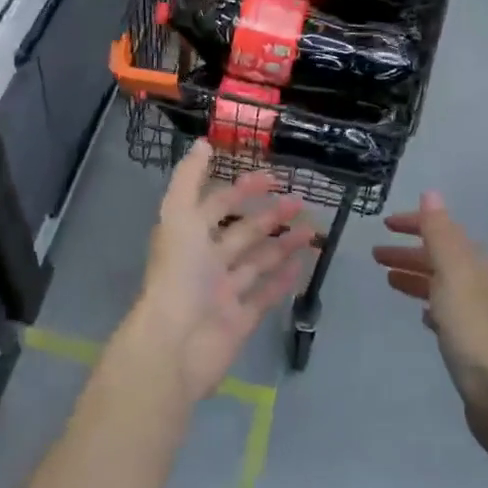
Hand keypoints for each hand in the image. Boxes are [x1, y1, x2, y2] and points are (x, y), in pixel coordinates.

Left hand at [129, 142, 316, 403]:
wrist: (175, 345)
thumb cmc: (178, 274)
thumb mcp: (178, 215)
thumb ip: (189, 178)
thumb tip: (202, 142)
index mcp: (190, 236)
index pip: (218, 204)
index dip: (243, 189)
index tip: (273, 176)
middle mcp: (206, 262)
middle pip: (243, 233)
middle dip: (270, 216)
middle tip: (300, 201)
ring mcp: (224, 293)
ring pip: (258, 262)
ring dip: (283, 244)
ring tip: (312, 230)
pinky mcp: (240, 320)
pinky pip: (265, 295)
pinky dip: (283, 280)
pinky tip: (303, 264)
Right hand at [373, 191, 487, 456]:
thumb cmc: (471, 328)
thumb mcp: (451, 272)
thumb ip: (440, 233)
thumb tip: (431, 193)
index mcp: (473, 263)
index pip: (441, 231)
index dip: (414, 224)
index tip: (385, 224)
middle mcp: (476, 282)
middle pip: (438, 257)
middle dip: (408, 251)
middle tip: (375, 254)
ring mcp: (474, 312)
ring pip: (439, 284)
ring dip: (414, 275)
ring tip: (388, 278)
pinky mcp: (469, 340)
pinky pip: (444, 312)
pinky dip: (428, 304)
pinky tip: (420, 314)